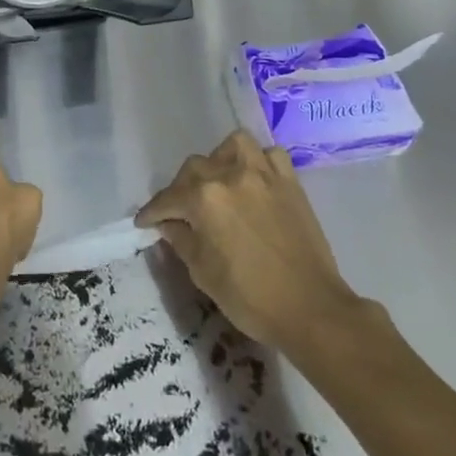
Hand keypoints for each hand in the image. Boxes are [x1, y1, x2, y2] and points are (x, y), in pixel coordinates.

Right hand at [137, 130, 368, 352]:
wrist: (311, 309)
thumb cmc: (250, 297)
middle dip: (181, 189)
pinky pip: (269, 155)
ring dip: (219, 160)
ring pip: (232, 146)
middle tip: (181, 212)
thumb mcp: (203, 273)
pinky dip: (257, 162)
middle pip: (194, 168)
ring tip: (218, 182)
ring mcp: (264, 174)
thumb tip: (169, 224)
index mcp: (204, 199)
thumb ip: (181, 240)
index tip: (145, 222)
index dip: (152, 212)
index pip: (167, 199)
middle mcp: (230, 175)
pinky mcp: (290, 181)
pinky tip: (253, 181)